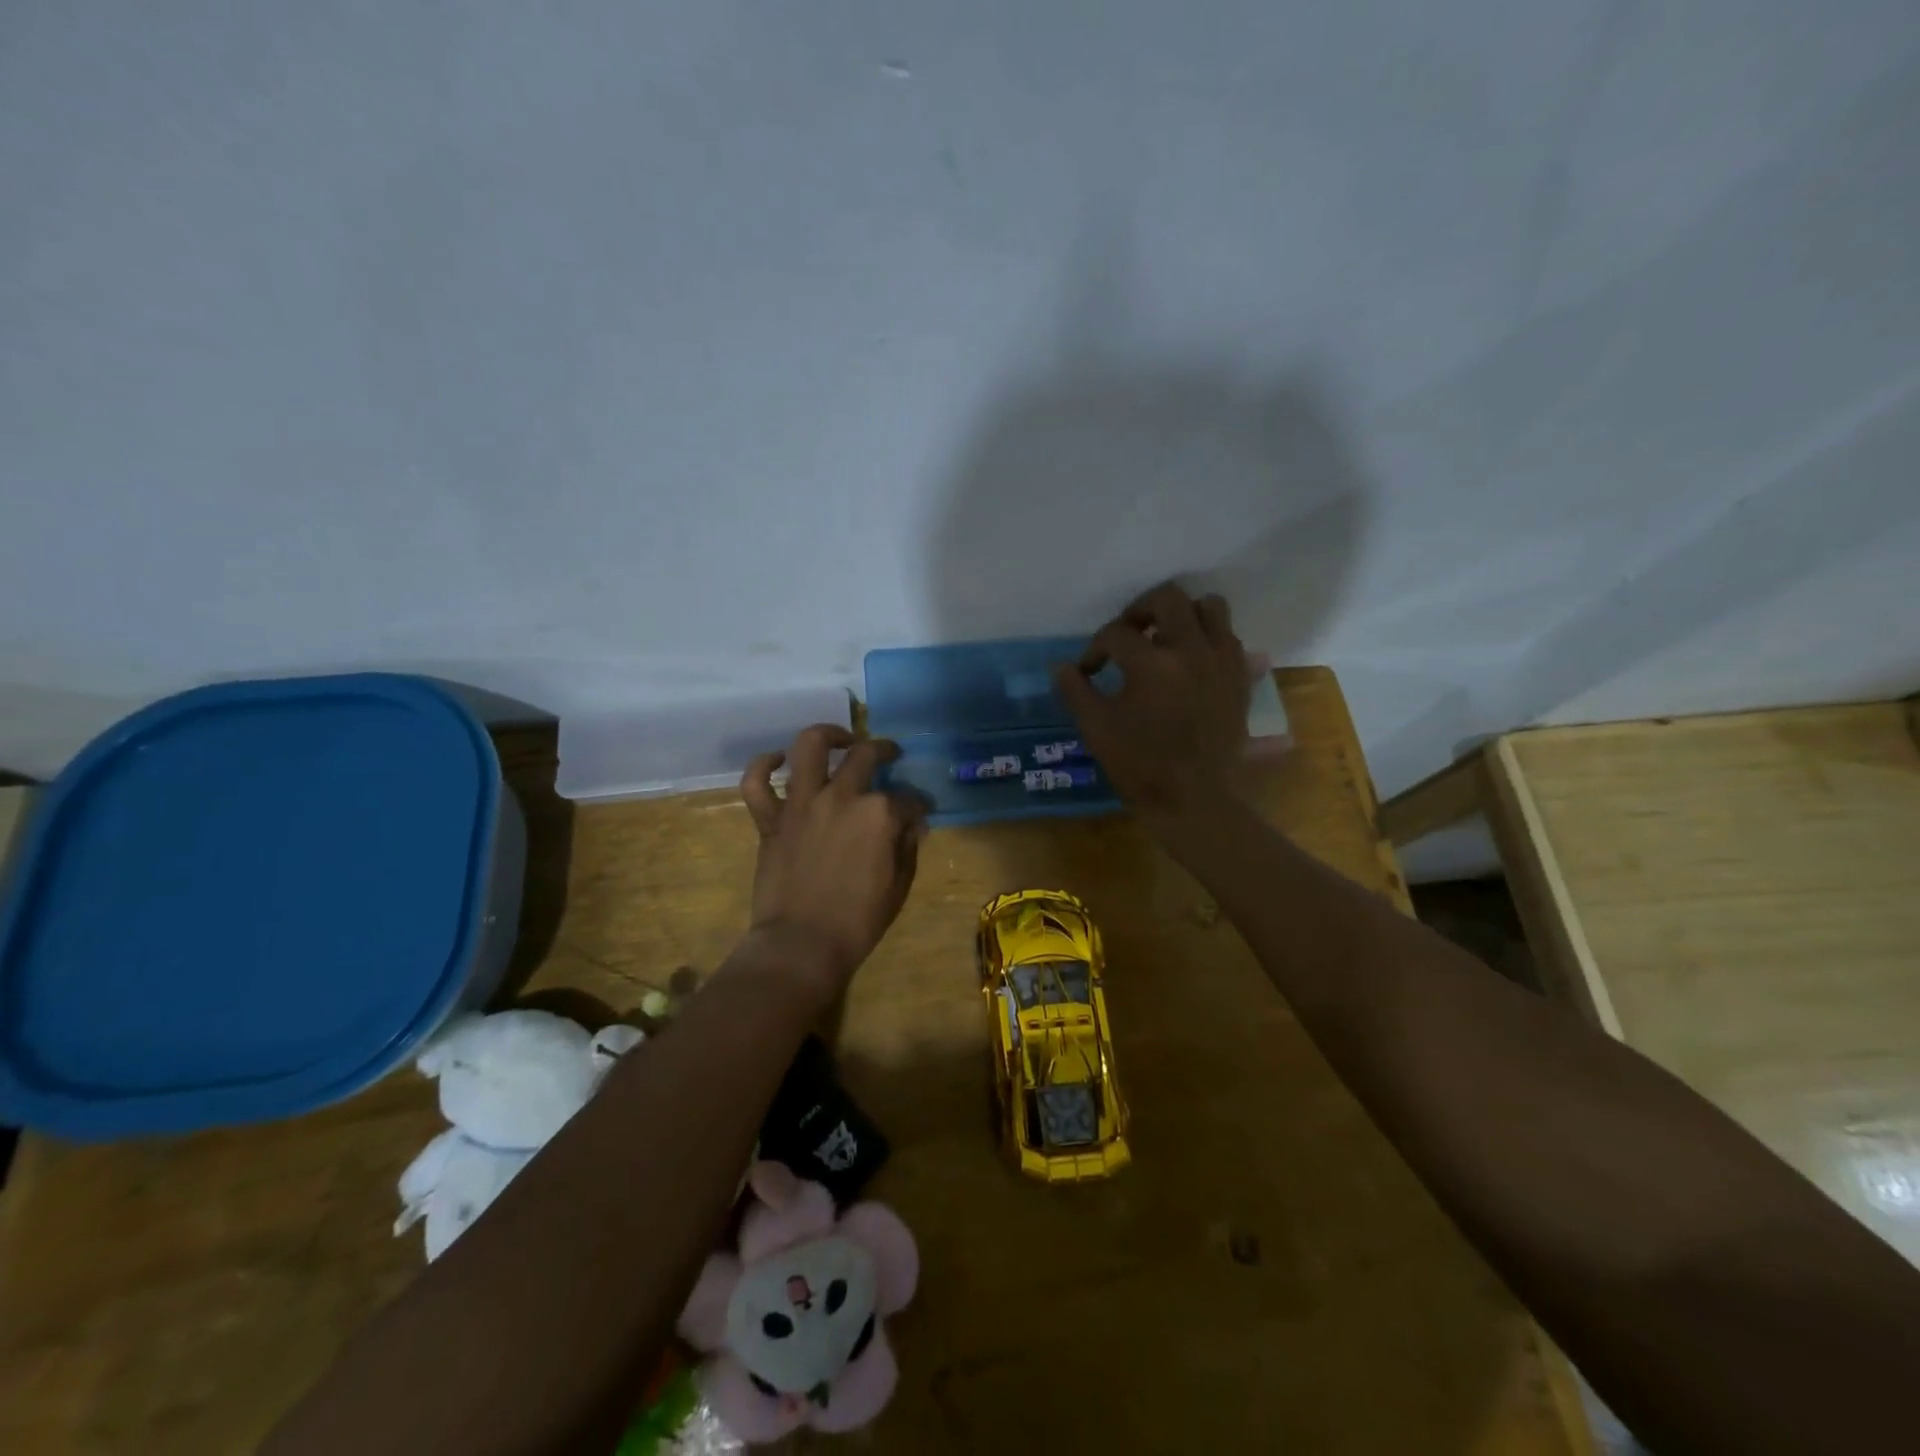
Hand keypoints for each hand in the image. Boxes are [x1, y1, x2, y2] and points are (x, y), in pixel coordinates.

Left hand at [738, 725, 926, 998]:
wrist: (802, 944)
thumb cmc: (859, 921)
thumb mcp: (899, 885)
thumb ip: (907, 846)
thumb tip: (913, 824)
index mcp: (879, 814)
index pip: (907, 799)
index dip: (918, 805)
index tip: (922, 812)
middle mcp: (841, 796)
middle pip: (865, 756)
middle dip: (884, 750)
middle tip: (890, 755)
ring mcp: (801, 804)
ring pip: (809, 748)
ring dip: (827, 735)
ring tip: (840, 740)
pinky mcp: (771, 820)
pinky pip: (756, 783)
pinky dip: (763, 766)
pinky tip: (778, 760)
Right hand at [1052, 584, 1250, 819]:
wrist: (1194, 800)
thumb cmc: (1140, 767)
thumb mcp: (1096, 729)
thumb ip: (1076, 691)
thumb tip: (1061, 666)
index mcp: (1151, 664)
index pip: (1115, 634)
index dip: (1095, 649)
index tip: (1089, 670)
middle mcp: (1190, 651)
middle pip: (1168, 597)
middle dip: (1140, 609)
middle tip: (1129, 633)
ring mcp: (1221, 662)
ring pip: (1209, 607)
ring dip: (1183, 615)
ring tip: (1166, 638)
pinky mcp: (1240, 678)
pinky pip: (1229, 637)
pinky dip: (1208, 638)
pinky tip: (1191, 662)